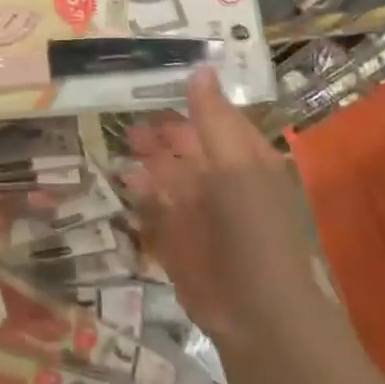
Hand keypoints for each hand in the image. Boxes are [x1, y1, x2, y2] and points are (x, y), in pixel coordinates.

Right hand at [126, 66, 331, 351]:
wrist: (259, 316)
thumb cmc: (256, 230)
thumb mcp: (236, 165)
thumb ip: (212, 119)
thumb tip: (199, 67)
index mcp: (244, 159)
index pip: (214, 118)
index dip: (188, 98)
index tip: (153, 76)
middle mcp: (221, 181)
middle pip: (185, 145)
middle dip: (160, 130)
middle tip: (130, 112)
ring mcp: (198, 212)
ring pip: (166, 174)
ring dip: (146, 158)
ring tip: (125, 143)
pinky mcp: (177, 241)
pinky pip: (154, 209)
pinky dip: (140, 194)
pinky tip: (125, 181)